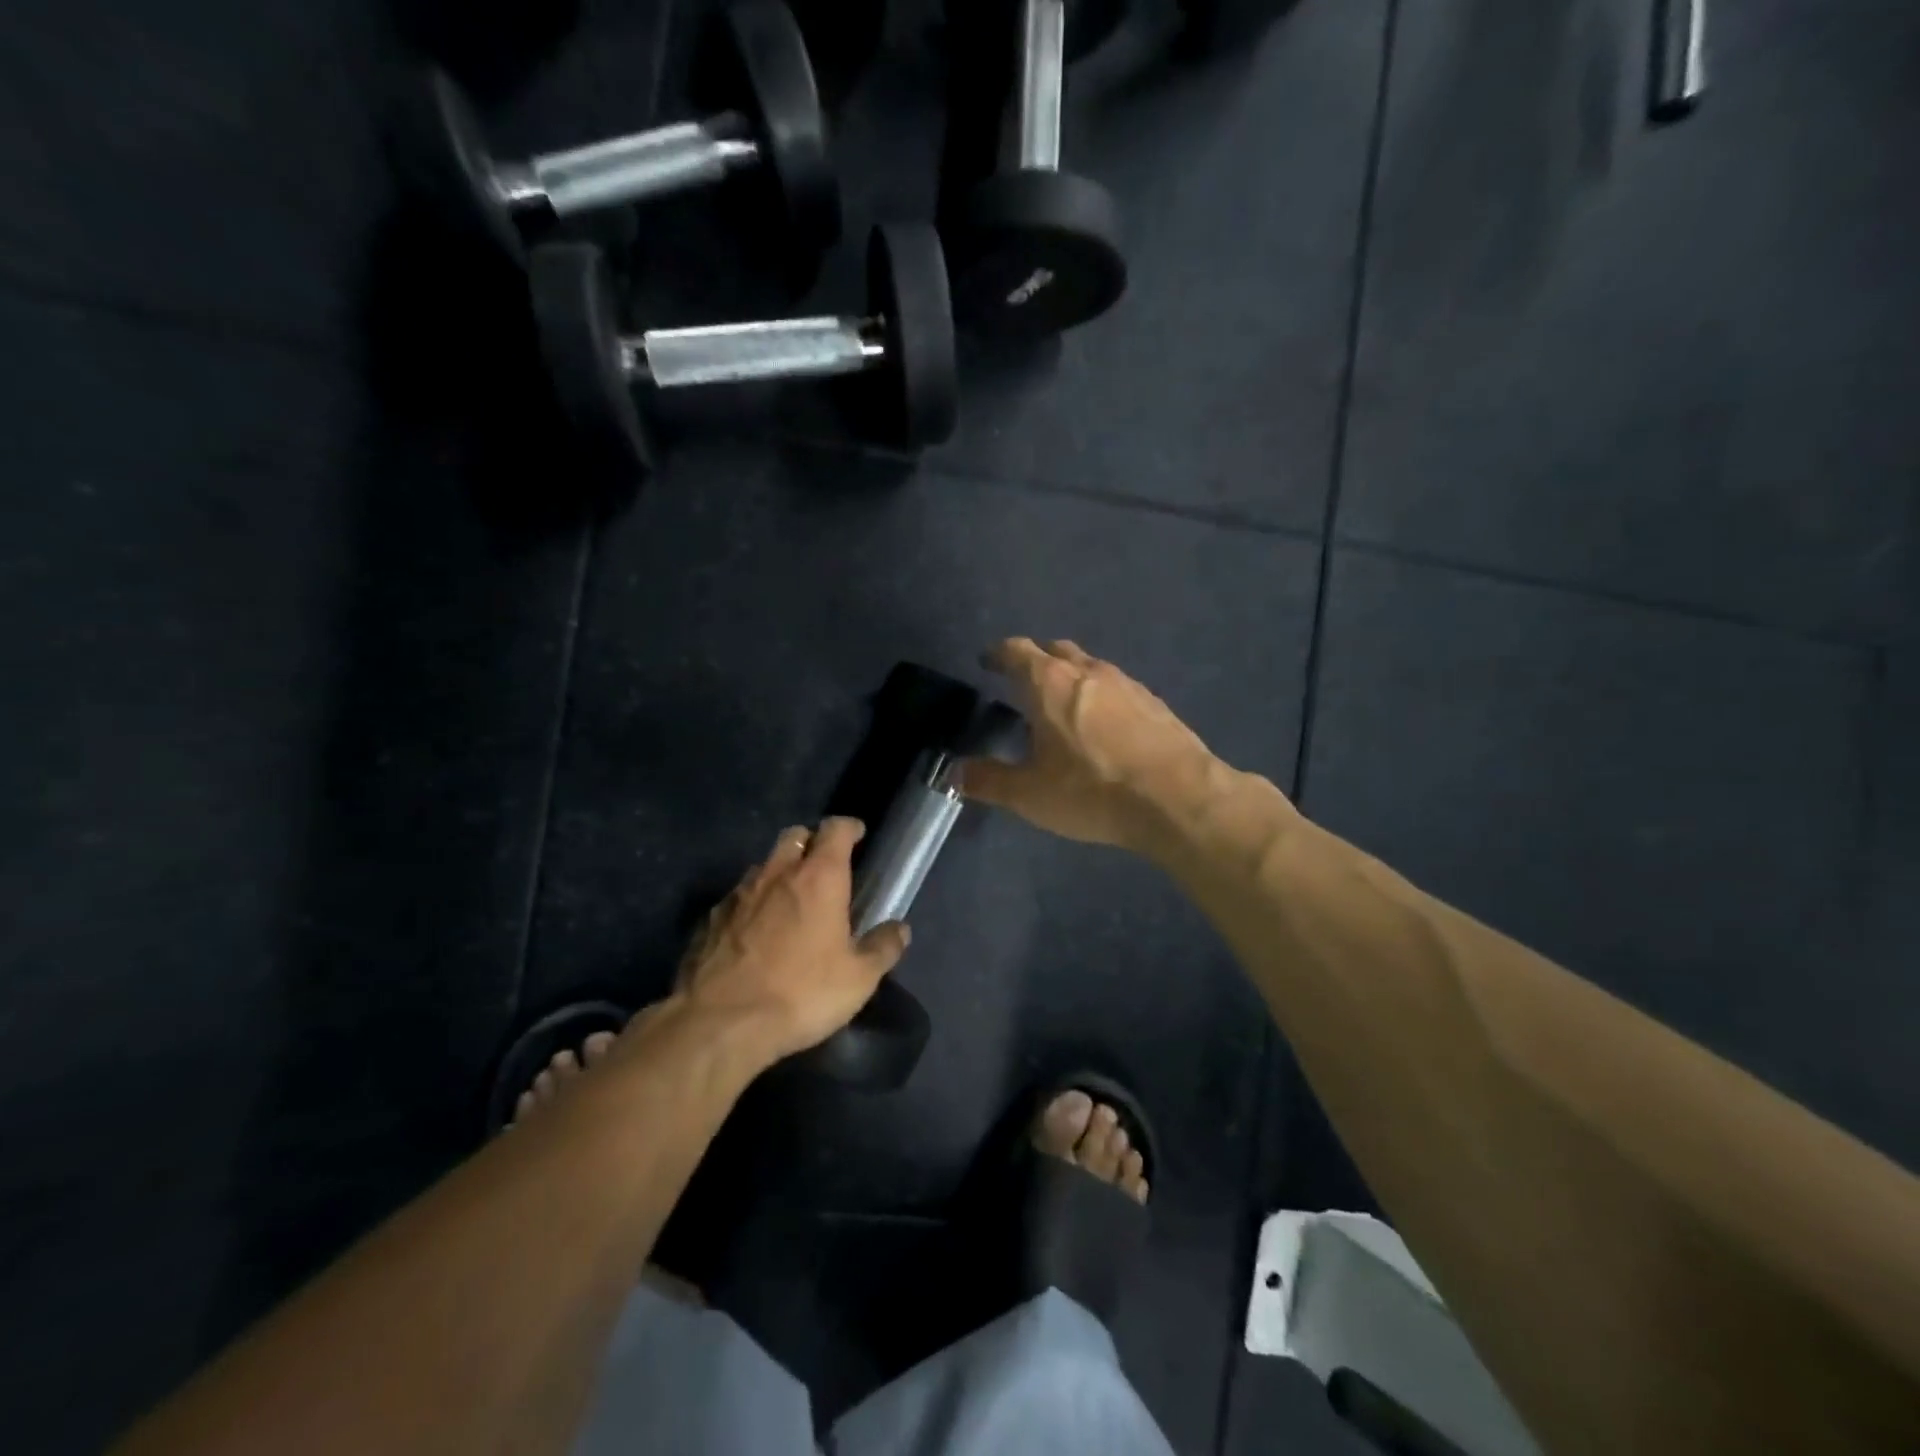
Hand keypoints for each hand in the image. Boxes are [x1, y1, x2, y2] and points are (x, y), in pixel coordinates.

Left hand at [676, 818, 909, 1064]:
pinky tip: (755, 932)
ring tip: (790, 901)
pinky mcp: (710, 919)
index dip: (849, 827)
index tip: (858, 835)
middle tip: (824, 867)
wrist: (721, 1023)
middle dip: (811, 842)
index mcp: (819, 878)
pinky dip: (752, 904)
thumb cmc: (801, 993)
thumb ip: (882, 948)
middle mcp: (777, 873)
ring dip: (780, 873)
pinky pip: (737, 898)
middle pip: (795, 836)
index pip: (835, 829)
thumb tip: (900, 929)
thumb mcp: (858, 979)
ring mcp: (739, 894)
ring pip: (763, 866)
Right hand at [960, 638, 1218, 852]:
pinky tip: (1103, 725)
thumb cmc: (1092, 790)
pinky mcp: (1154, 702)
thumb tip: (955, 772)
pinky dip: (1100, 696)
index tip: (987, 661)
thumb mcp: (1030, 794)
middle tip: (1022, 681)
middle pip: (1055, 649)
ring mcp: (1127, 683)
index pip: (1017, 650)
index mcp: (1050, 683)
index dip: (999, 653)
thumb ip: (988, 780)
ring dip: (1071, 676)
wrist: (1178, 799)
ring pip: (1090, 666)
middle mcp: (1088, 671)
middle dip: (1035, 659)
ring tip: (1062, 704)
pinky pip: (1117, 688)